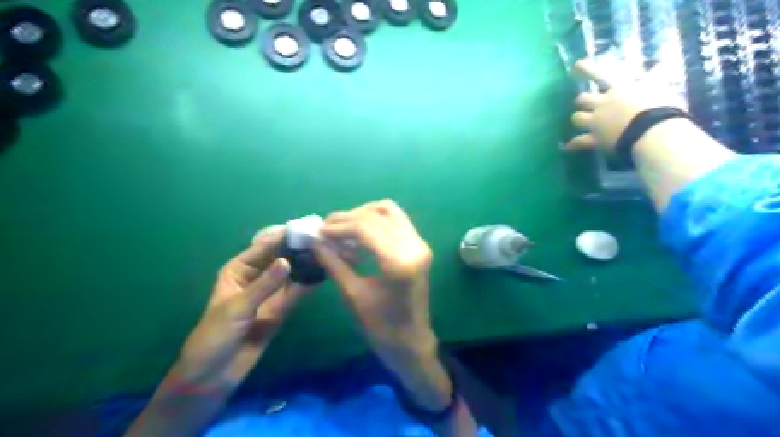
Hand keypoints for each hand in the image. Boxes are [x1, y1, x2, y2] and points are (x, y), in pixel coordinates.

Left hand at [176, 225, 310, 392]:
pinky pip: (296, 293)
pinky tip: (322, 274)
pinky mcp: (281, 308)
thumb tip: (288, 261)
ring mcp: (270, 293)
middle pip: (280, 258)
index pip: (264, 247)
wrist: (214, 374)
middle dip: (298, 249)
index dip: (283, 237)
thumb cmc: (215, 335)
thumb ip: (265, 285)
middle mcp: (257, 276)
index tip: (304, 228)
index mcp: (239, 269)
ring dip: (306, 265)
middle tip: (322, 239)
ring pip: (291, 274)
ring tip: (327, 253)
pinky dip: (308, 284)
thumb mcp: (238, 307)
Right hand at [313, 200, 451, 407]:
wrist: (412, 341)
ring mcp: (420, 244)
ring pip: (389, 211)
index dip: (339, 226)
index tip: (318, 231)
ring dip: (363, 214)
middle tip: (326, 228)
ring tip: (341, 228)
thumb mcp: (353, 295)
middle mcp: (414, 246)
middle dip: (348, 217)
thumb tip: (315, 241)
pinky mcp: (419, 246)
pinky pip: (396, 221)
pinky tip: (358, 234)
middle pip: (377, 215)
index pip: (366, 228)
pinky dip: (375, 220)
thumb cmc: (381, 327)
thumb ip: (334, 263)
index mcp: (399, 262)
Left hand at [565, 57, 684, 151]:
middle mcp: (603, 104)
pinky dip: (572, 145)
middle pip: (582, 99)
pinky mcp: (594, 139)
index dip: (587, 70)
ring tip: (580, 121)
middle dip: (583, 101)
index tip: (576, 65)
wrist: (652, 132)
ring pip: (577, 118)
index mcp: (619, 89)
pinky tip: (566, 147)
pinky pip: (578, 142)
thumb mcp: (661, 88)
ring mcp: (596, 122)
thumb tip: (659, 66)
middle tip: (584, 102)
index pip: (600, 75)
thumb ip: (655, 79)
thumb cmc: (663, 108)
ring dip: (578, 118)